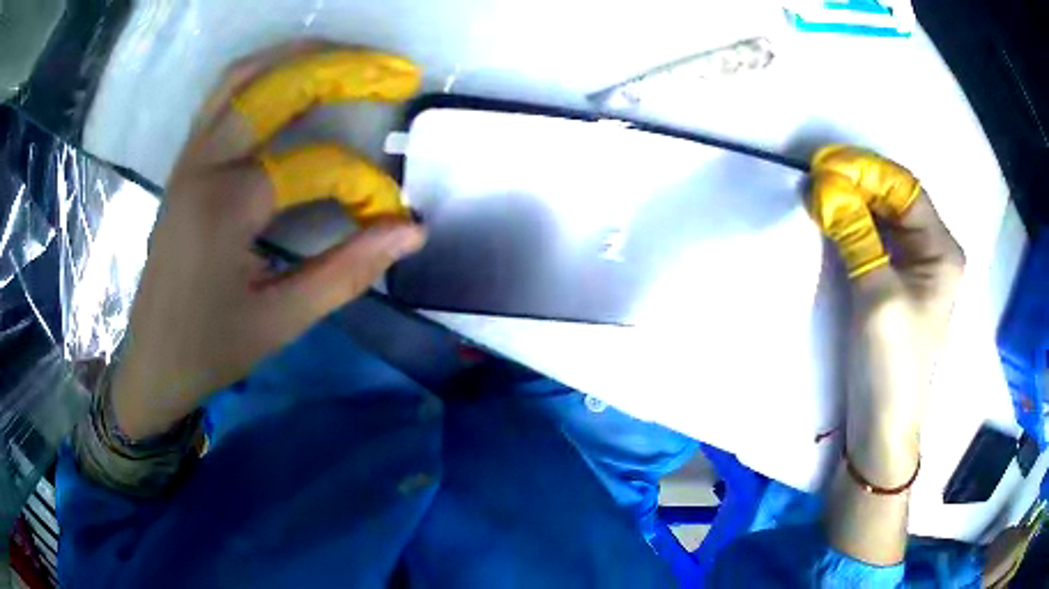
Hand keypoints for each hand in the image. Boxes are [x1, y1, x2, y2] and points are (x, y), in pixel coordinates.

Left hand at [111, 43, 426, 439]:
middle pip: (278, 85)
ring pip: (245, 76)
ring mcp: (190, 156)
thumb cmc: (211, 349)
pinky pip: (225, 95)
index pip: (314, 166)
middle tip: (397, 72)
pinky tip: (294, 77)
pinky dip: (266, 73)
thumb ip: (348, 271)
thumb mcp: (281, 321)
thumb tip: (412, 231)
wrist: (153, 362)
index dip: (364, 185)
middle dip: (343, 70)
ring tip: (351, 59)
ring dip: (301, 57)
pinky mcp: (186, 162)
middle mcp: (204, 163)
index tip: (392, 216)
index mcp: (225, 205)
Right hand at [811, 145, 964, 564]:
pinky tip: (834, 223)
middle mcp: (933, 253)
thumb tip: (825, 187)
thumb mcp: (877, 296)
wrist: (882, 427)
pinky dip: (856, 228)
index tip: (826, 164)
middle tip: (817, 178)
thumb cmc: (891, 365)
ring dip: (855, 204)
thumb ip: (856, 236)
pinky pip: (878, 242)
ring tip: (820, 196)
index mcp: (941, 251)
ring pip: (886, 220)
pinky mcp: (898, 286)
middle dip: (859, 184)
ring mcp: (916, 271)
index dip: (867, 170)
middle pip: (897, 201)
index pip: (905, 189)